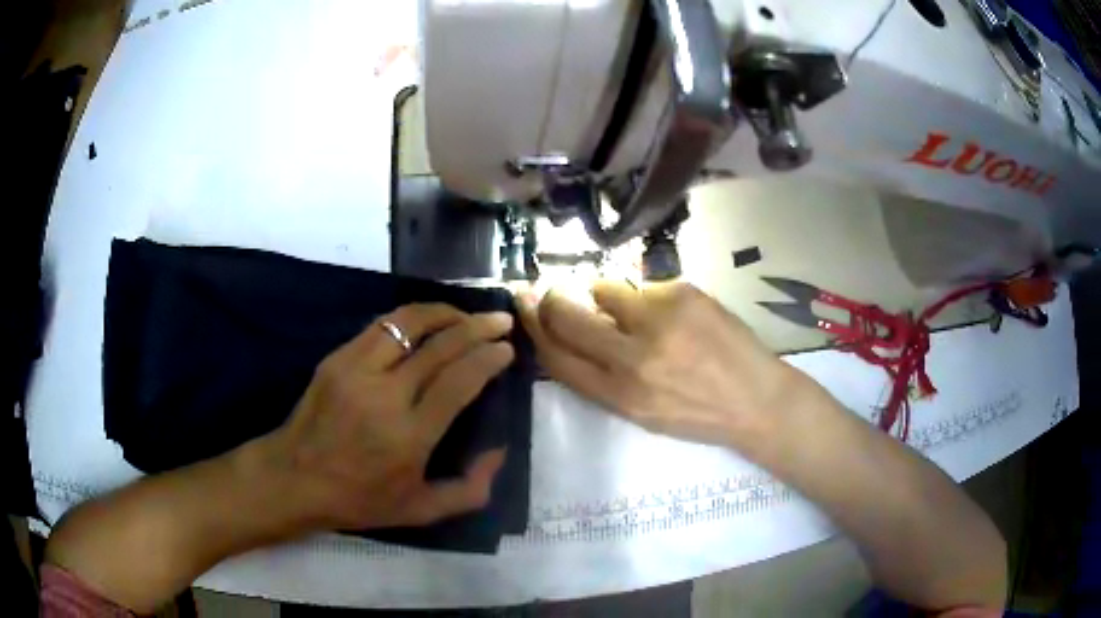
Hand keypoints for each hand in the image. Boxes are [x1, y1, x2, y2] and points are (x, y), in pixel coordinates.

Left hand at [265, 303, 514, 530]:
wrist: (294, 478)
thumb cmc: (359, 499)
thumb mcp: (421, 511)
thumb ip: (470, 490)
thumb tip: (499, 452)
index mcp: (409, 436)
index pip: (458, 382)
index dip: (487, 358)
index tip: (506, 349)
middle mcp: (385, 396)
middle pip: (440, 346)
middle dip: (477, 327)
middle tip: (500, 320)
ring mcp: (356, 371)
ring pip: (408, 323)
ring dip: (444, 312)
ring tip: (465, 314)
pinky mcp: (337, 358)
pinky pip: (381, 327)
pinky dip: (411, 318)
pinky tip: (425, 323)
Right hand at [517, 281, 809, 452]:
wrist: (756, 400)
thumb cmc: (698, 414)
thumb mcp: (641, 413)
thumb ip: (603, 377)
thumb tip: (576, 329)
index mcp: (619, 396)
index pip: (556, 356)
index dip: (534, 327)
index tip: (524, 305)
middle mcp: (633, 359)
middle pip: (568, 316)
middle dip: (551, 299)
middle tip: (552, 291)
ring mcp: (660, 322)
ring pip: (605, 289)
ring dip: (607, 296)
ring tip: (631, 310)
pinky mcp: (684, 294)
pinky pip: (646, 286)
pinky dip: (649, 297)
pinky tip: (673, 315)